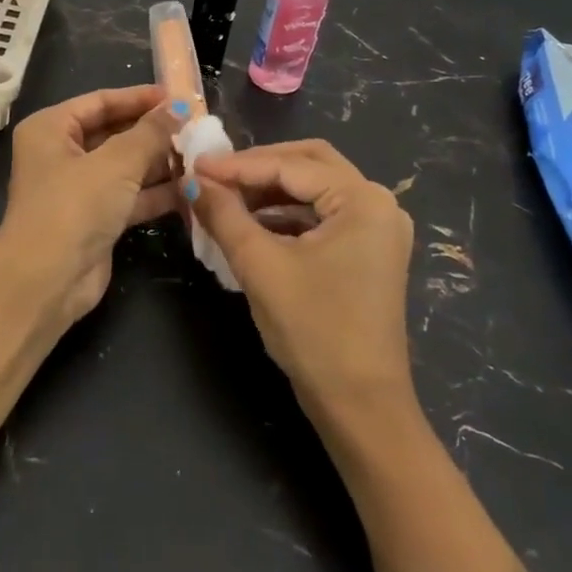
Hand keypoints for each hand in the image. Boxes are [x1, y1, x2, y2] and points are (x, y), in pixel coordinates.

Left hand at [0, 85, 183, 321]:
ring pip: (125, 166)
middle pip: (114, 132)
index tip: (179, 97)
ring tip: (201, 155)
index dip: (140, 98)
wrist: (46, 283)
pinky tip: (191, 189)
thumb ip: (151, 133)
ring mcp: (78, 189)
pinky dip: (156, 192)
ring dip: (160, 162)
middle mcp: (61, 154)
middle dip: (154, 132)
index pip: (101, 101)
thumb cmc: (74, 207)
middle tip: (197, 127)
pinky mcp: (95, 219)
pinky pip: (130, 196)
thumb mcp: (117, 163)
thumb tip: (180, 107)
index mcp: (51, 128)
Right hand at [192, 140, 416, 417]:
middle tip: (214, 176)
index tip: (195, 166)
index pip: (291, 166)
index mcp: (363, 200)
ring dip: (270, 192)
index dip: (239, 165)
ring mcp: (377, 229)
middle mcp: (378, 204)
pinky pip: (322, 216)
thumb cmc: (314, 331)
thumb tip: (192, 181)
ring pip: (314, 189)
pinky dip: (286, 215)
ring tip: (225, 199)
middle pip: (309, 164)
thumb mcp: (261, 266)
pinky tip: (252, 224)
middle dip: (259, 168)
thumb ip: (225, 215)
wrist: (361, 407)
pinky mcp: (368, 252)